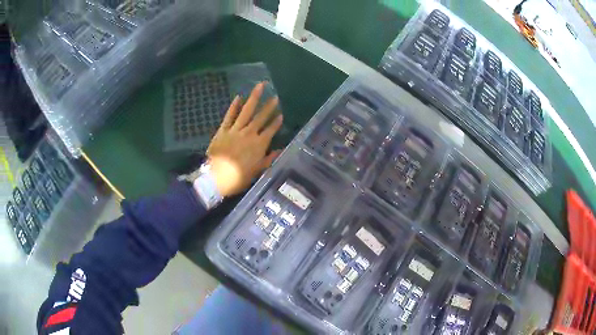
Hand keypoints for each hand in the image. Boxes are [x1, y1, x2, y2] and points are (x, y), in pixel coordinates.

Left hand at [206, 82, 282, 196]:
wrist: (216, 177)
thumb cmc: (238, 178)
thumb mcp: (257, 171)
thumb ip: (269, 159)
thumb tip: (280, 151)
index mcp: (259, 144)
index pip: (271, 130)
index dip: (276, 123)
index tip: (281, 115)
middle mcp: (249, 133)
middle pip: (261, 117)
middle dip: (269, 107)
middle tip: (275, 96)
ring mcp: (235, 130)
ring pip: (247, 111)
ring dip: (254, 98)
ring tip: (260, 86)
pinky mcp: (223, 130)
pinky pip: (229, 116)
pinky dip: (234, 106)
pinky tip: (238, 97)